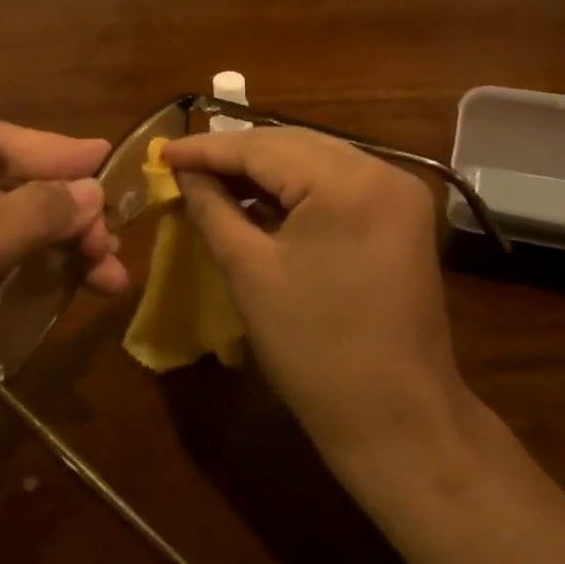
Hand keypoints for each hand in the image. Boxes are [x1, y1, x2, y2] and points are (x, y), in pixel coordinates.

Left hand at [0, 122, 129, 424]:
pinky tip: (75, 291)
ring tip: (109, 277)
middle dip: (63, 215)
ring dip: (58, 249)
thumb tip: (94, 190)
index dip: (56, 152)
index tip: (110, 161)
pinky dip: (34, 275)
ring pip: (7, 228)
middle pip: (6, 186)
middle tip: (111, 244)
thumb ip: (30, 217)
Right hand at [164, 127, 472, 484]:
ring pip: (316, 160)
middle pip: (293, 145)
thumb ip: (213, 210)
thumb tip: (183, 174)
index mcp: (348, 182)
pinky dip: (297, 188)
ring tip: (211, 178)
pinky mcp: (402, 215)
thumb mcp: (250, 272)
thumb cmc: (314, 349)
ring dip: (265, 169)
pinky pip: (338, 184)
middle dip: (235, 154)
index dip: (207, 148)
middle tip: (182, 165)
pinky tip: (258, 199)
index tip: (162, 151)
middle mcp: (383, 171)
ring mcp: (400, 192)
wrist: (397, 418)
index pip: (263, 147)